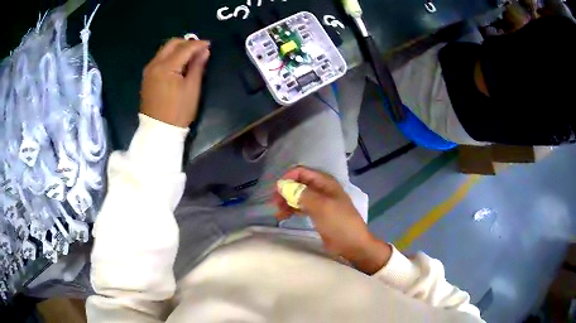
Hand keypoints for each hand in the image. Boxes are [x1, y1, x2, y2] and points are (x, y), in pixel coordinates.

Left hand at [140, 38, 210, 127]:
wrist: (158, 131)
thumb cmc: (178, 111)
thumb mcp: (192, 89)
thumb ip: (197, 66)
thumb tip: (204, 51)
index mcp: (166, 67)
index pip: (184, 48)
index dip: (198, 44)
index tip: (209, 45)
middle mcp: (154, 65)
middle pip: (171, 44)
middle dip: (186, 43)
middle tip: (199, 50)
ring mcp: (148, 71)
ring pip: (164, 50)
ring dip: (178, 49)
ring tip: (190, 57)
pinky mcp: (147, 78)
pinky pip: (159, 59)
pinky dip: (170, 57)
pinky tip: (178, 65)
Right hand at [273, 167, 391, 273]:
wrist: (353, 245)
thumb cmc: (339, 223)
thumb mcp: (321, 207)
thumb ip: (301, 194)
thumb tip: (281, 184)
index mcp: (325, 182)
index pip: (302, 172)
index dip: (288, 178)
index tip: (277, 191)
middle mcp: (322, 189)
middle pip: (299, 184)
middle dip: (286, 191)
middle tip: (275, 204)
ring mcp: (320, 202)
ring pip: (299, 196)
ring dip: (287, 202)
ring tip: (278, 213)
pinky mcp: (318, 214)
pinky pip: (302, 207)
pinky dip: (292, 210)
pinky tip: (284, 216)